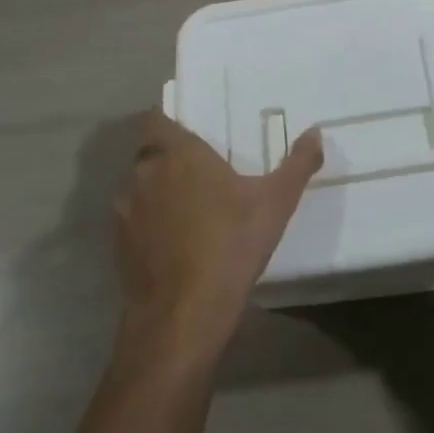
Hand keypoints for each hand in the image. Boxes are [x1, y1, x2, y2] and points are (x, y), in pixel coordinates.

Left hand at [112, 111, 323, 366]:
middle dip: (169, 158)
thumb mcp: (276, 202)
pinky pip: (132, 220)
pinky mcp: (117, 244)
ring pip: (139, 186)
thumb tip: (316, 133)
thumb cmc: (231, 244)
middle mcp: (145, 172)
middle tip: (200, 172)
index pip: (155, 119)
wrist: (184, 314)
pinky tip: (173, 243)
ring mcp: (126, 209)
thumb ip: (297, 163)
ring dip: (156, 191)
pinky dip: (147, 224)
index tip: (189, 130)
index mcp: (178, 153)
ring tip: (187, 209)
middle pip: (150, 152)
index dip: (166, 120)